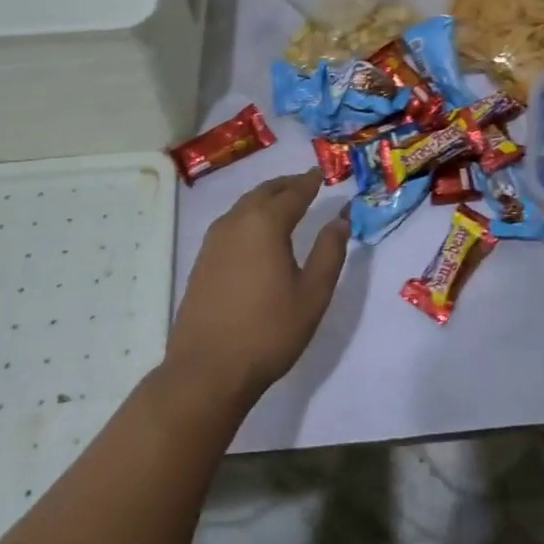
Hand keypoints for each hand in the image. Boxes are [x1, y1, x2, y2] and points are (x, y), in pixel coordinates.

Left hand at [166, 169, 349, 407]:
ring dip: (266, 198)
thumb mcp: (312, 294)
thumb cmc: (268, 331)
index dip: (309, 182)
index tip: (322, 174)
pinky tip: (257, 232)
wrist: (208, 370)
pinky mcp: (202, 261)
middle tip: (306, 183)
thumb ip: (329, 252)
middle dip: (286, 185)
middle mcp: (236, 223)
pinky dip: (249, 215)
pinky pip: (231, 223)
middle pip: (264, 192)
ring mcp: (214, 241)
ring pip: (244, 206)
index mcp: (265, 224)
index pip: (292, 193)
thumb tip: (341, 219)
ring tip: (284, 203)